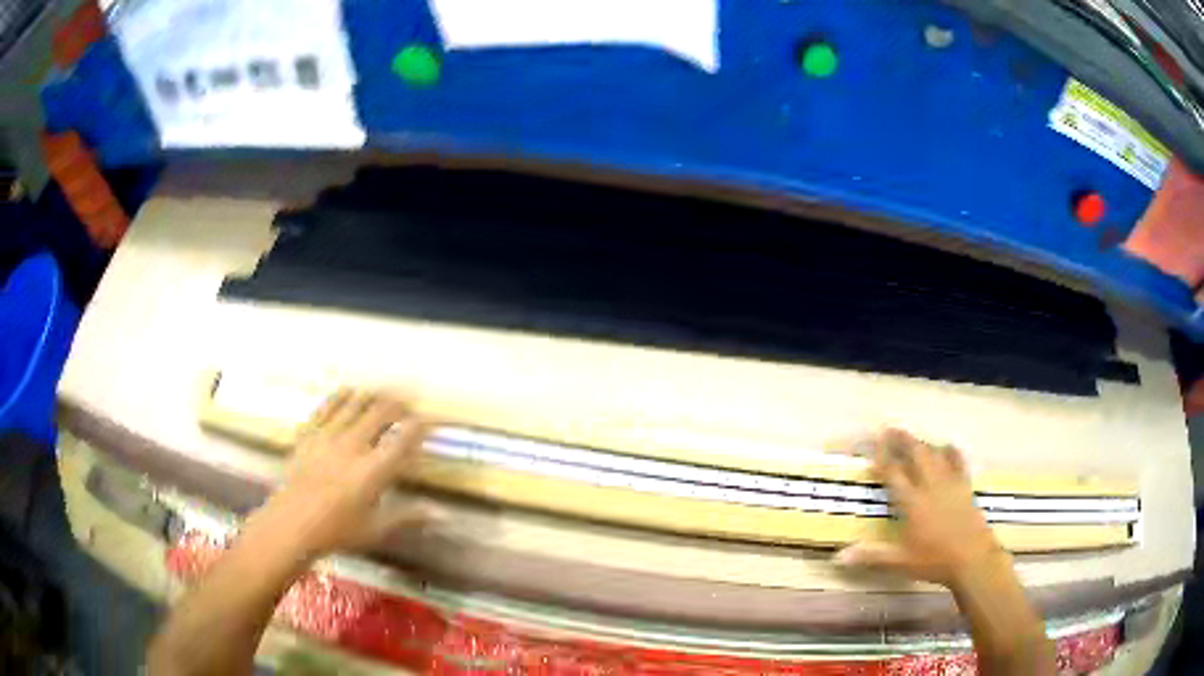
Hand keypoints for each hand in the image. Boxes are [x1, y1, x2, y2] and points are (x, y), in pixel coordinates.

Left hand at [248, 390, 434, 556]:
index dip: (419, 426)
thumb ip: (407, 517)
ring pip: (355, 402)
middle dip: (398, 403)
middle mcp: (353, 445)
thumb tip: (440, 513)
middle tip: (408, 402)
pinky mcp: (309, 433)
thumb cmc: (337, 530)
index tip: (429, 420)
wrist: (292, 524)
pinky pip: (327, 405)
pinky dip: (341, 396)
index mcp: (373, 470)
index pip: (403, 439)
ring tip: (383, 393)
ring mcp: (328, 435)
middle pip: (380, 411)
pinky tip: (349, 392)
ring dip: (373, 395)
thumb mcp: (376, 529)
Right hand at [836, 429, 1000, 586]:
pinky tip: (947, 447)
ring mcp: (950, 484)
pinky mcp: (965, 487)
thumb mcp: (900, 562)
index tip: (875, 442)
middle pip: (916, 454)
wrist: (972, 558)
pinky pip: (958, 462)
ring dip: (923, 444)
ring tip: (914, 439)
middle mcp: (930, 486)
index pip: (894, 473)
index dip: (883, 456)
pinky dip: (951, 452)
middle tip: (891, 429)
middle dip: (903, 440)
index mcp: (912, 502)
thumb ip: (872, 557)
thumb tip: (839, 558)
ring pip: (935, 455)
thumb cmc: (934, 561)